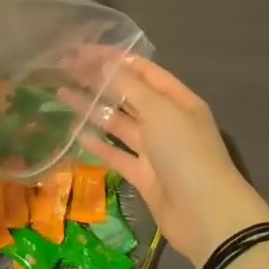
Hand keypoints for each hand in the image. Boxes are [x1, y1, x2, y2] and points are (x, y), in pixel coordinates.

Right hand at [82, 57, 268, 268]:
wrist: (207, 216)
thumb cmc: (186, 154)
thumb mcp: (160, 112)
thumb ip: (129, 87)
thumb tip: (103, 65)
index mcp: (178, 100)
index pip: (142, 70)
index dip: (113, 59)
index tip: (80, 52)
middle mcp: (166, 120)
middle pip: (128, 94)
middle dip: (99, 82)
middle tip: (64, 71)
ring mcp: (155, 149)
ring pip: (119, 123)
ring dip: (93, 109)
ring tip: (61, 95)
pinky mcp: (143, 176)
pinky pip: (117, 154)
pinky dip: (98, 144)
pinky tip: (76, 133)